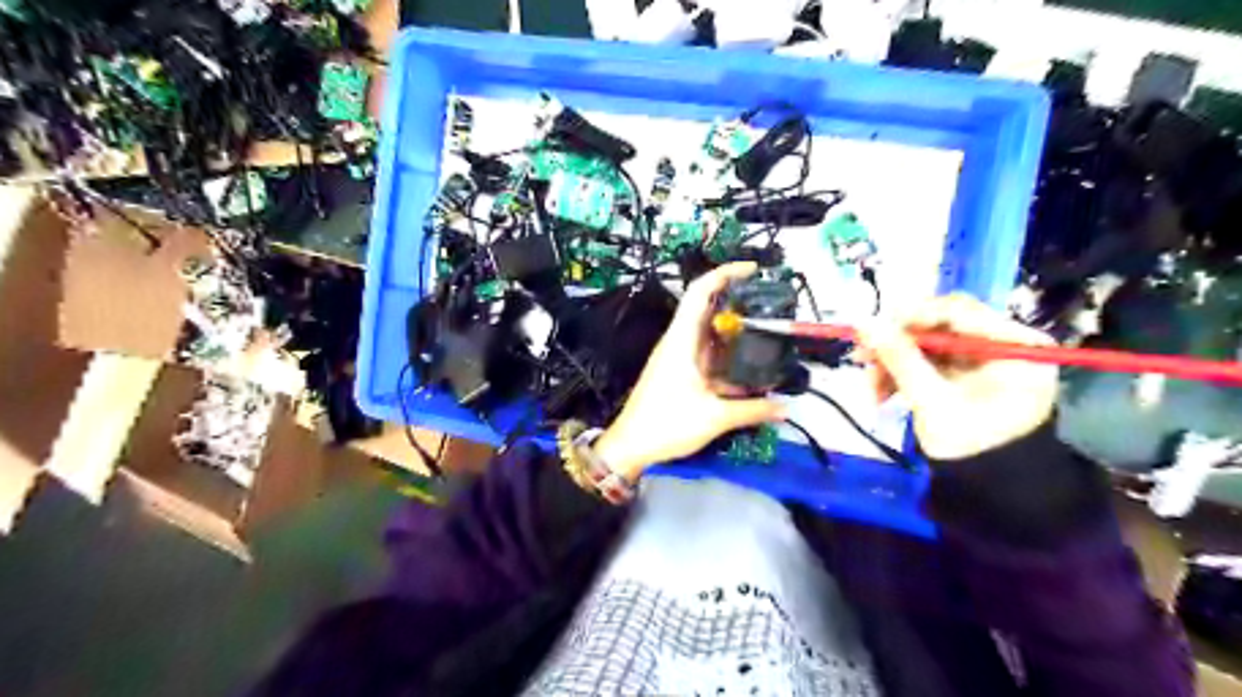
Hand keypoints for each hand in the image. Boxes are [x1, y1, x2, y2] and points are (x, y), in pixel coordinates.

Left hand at [594, 262, 785, 477]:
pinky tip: (749, 369)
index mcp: (682, 340)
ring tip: (767, 332)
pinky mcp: (679, 374)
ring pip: (709, 334)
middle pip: (707, 309)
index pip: (700, 291)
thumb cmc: (666, 423)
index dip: (725, 273)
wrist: (631, 445)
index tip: (752, 270)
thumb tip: (784, 407)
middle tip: (769, 304)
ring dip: (734, 331)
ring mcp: (678, 358)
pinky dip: (727, 358)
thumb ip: (753, 410)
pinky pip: (707, 356)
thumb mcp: (714, 417)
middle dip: (737, 302)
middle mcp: (679, 342)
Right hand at [867, 294, 1057, 461]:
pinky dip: (902, 375)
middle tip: (863, 359)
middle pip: (938, 327)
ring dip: (893, 364)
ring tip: (870, 390)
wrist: (991, 492)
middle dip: (897, 346)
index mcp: (1015, 345)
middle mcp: (1002, 345)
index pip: (958, 311)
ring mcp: (982, 361)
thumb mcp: (932, 400)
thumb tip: (863, 320)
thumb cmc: (972, 446)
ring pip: (926, 346)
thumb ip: (899, 357)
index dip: (912, 317)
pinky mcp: (964, 375)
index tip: (873, 329)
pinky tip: (881, 395)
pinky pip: (926, 363)